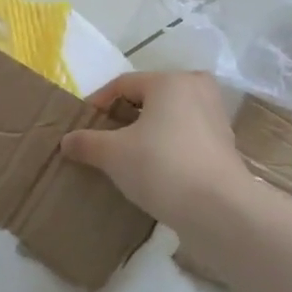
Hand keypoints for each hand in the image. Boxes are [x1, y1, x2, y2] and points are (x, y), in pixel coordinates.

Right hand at [62, 71, 251, 229]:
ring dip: (147, 133)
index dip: (98, 103)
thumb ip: (86, 143)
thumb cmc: (161, 166)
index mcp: (170, 81)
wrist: (219, 209)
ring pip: (170, 118)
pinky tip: (154, 171)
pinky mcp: (225, 146)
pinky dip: (168, 147)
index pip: (123, 84)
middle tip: (105, 138)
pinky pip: (186, 137)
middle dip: (125, 116)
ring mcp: (216, 118)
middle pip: (150, 97)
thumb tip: (66, 141)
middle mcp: (197, 90)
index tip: (82, 127)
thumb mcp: (113, 154)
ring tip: (128, 156)